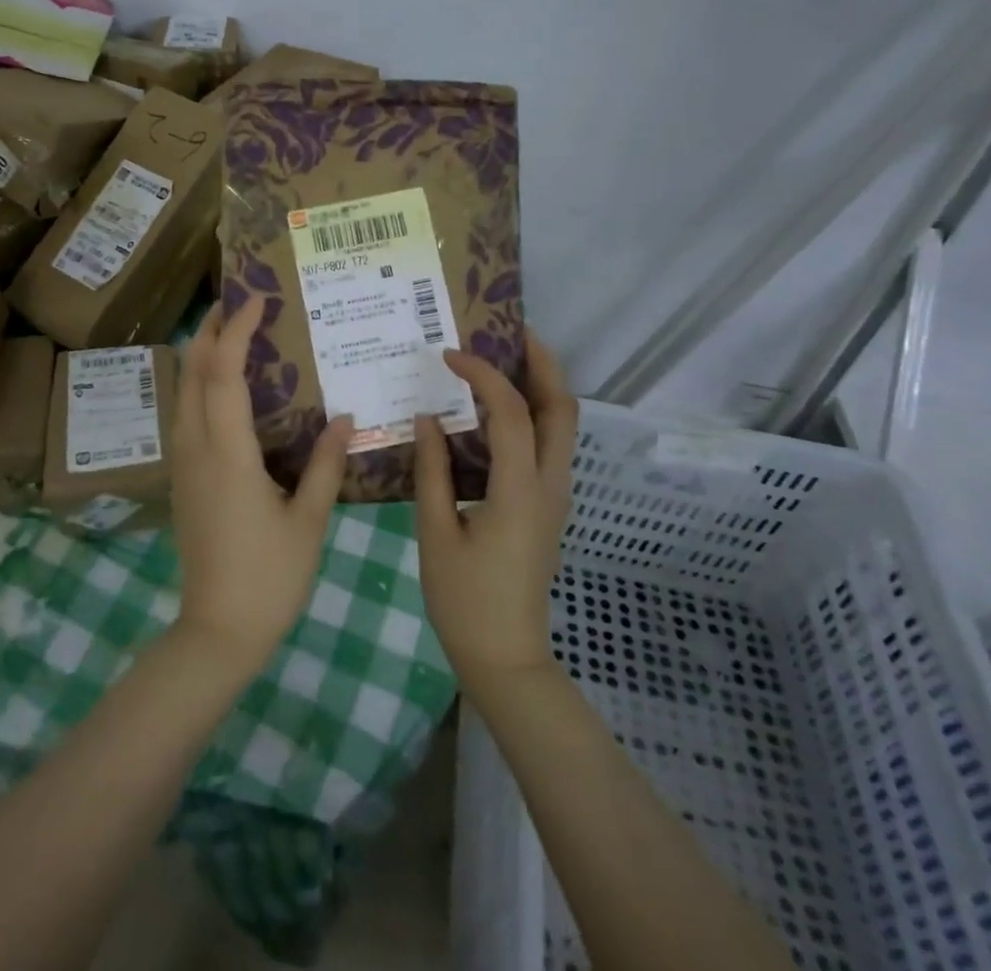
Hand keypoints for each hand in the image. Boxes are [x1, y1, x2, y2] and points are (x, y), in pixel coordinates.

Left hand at [171, 296, 351, 672]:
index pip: (224, 373)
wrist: (217, 631)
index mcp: (229, 452)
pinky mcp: (182, 479)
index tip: (257, 301)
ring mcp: (183, 463)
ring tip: (228, 334)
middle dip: (210, 331)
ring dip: (200, 355)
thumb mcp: (309, 520)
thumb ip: (327, 464)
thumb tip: (345, 418)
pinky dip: (198, 385)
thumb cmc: (269, 576)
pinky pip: (184, 414)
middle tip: (238, 304)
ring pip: (182, 392)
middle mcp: (197, 448)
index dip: (237, 331)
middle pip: (192, 372)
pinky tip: (221, 389)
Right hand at [414, 333, 577, 686]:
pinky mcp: (549, 505)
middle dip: (543, 362)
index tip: (449, 355)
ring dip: (541, 384)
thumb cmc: (465, 601)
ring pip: (563, 424)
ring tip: (502, 359)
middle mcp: (550, 485)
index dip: (482, 374)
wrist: (507, 659)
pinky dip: (532, 413)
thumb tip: (427, 418)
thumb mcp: (436, 533)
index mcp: (520, 490)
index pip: (510, 412)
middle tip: (510, 331)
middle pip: (563, 407)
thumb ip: (432, 470)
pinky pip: (548, 444)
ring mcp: (556, 496)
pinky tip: (494, 412)